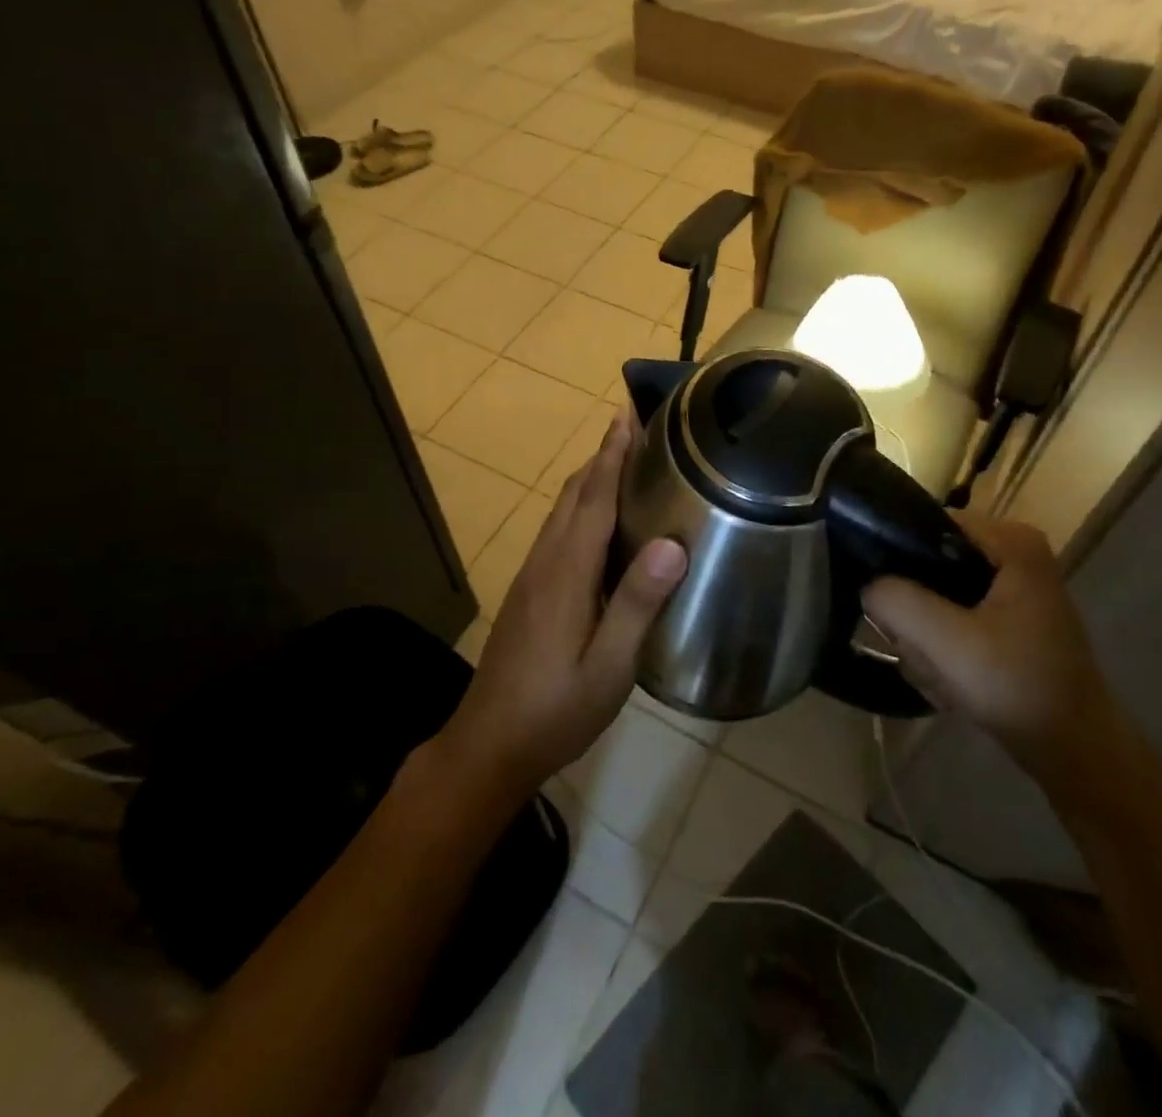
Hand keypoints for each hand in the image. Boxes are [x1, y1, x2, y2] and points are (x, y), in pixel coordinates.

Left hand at [435, 411, 686, 801]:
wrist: (488, 745)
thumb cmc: (555, 711)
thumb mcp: (607, 668)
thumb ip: (638, 604)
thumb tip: (672, 542)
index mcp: (566, 573)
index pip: (593, 499)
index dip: (611, 456)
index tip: (626, 416)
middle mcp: (545, 563)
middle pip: (573, 495)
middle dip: (600, 457)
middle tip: (632, 427)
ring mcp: (531, 577)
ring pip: (561, 511)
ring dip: (588, 479)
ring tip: (620, 461)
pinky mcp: (527, 592)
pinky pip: (557, 531)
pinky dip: (579, 506)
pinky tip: (596, 522)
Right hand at [861, 514, 1126, 790]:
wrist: (1076, 752)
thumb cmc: (1017, 685)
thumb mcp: (946, 641)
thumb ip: (896, 601)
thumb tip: (868, 586)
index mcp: (1010, 540)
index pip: (925, 523)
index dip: (897, 557)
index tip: (889, 602)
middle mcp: (1013, 551)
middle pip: (929, 562)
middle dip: (917, 611)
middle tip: (921, 649)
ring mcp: (1012, 586)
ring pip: (937, 594)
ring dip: (927, 637)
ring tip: (938, 671)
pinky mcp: (1008, 618)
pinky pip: (953, 618)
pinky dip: (944, 648)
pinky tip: (950, 680)